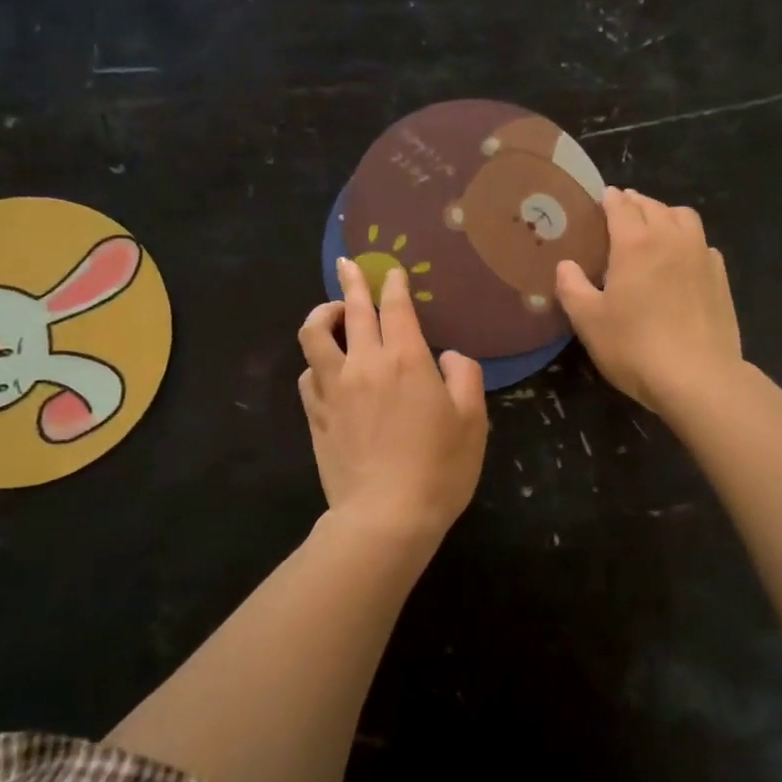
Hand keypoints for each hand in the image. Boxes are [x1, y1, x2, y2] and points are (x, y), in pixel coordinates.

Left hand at [297, 259, 488, 548]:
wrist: (386, 517)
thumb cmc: (439, 468)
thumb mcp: (473, 420)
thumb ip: (464, 377)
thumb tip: (447, 358)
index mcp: (405, 359)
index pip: (395, 307)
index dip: (393, 284)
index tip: (392, 271)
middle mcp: (364, 364)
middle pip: (351, 311)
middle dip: (351, 282)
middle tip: (348, 264)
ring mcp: (334, 389)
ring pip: (314, 337)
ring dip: (321, 316)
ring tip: (329, 312)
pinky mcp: (316, 416)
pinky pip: (308, 375)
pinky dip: (316, 363)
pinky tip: (324, 369)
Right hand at [555, 187, 743, 414]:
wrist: (698, 377)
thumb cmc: (634, 347)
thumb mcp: (589, 321)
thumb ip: (572, 288)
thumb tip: (566, 265)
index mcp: (635, 243)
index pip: (621, 207)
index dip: (610, 199)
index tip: (603, 196)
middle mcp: (671, 239)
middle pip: (653, 206)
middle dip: (636, 202)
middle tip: (623, 208)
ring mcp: (701, 256)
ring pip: (684, 218)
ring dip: (666, 214)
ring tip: (655, 225)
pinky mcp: (720, 277)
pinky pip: (703, 244)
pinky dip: (688, 240)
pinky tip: (683, 258)